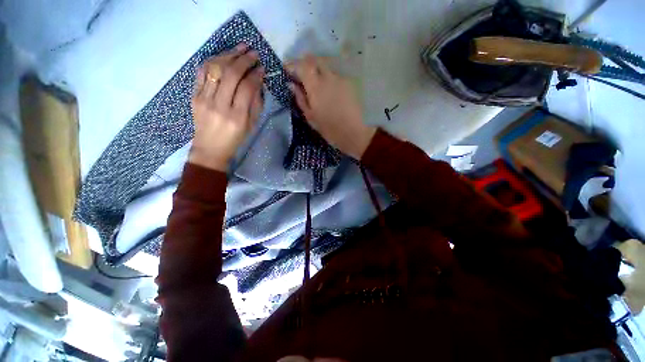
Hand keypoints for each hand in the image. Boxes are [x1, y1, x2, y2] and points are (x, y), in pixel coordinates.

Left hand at [189, 44, 264, 170]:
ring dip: (229, 55)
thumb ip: (256, 103)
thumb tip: (258, 82)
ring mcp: (204, 99)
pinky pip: (202, 71)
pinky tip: (223, 56)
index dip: (256, 74)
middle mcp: (220, 105)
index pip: (247, 88)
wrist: (210, 148)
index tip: (262, 68)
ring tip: (240, 48)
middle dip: (244, 60)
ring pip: (216, 68)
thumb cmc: (235, 139)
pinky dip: (214, 60)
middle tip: (253, 53)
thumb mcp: (251, 125)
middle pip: (231, 74)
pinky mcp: (194, 95)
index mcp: (237, 117)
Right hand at [286, 55, 375, 159]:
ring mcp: (342, 77)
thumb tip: (292, 85)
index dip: (292, 65)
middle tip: (300, 74)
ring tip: (314, 80)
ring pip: (326, 64)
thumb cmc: (332, 131)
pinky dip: (328, 75)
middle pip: (314, 59)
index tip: (286, 71)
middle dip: (304, 63)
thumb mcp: (312, 119)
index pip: (301, 65)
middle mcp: (329, 76)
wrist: (359, 134)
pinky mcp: (351, 82)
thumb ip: (301, 99)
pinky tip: (329, 86)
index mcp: (316, 86)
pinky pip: (336, 72)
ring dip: (317, 68)